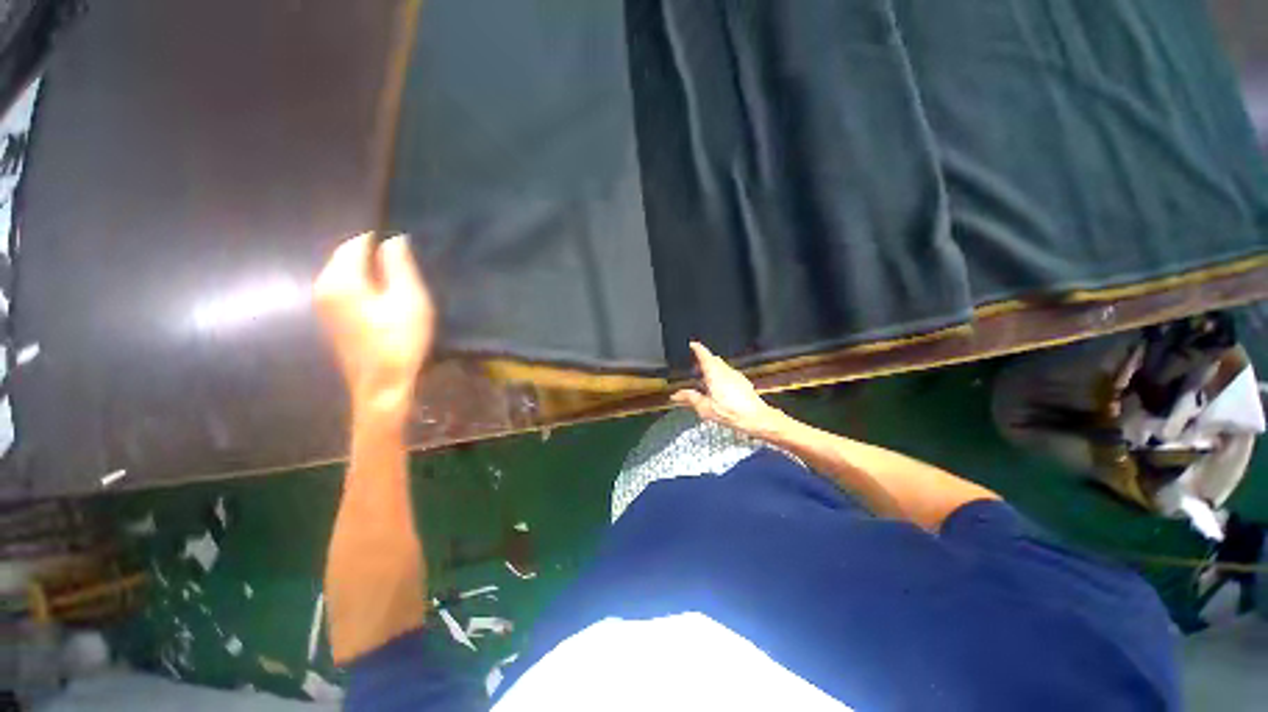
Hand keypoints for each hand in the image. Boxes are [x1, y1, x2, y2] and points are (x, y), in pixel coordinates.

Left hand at [314, 233, 434, 420]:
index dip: (383, 240)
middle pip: (348, 257)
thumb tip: (394, 238)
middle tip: (409, 268)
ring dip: (372, 273)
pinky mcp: (331, 320)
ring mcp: (323, 305)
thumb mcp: (409, 299)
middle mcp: (323, 286)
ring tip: (402, 284)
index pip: (357, 242)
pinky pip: (346, 290)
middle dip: (376, 256)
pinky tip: (387, 302)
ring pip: (348, 274)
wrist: (382, 386)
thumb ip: (399, 265)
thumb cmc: (400, 341)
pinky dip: (365, 287)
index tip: (409, 249)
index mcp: (340, 279)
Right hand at [671, 342, 785, 436]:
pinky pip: (729, 375)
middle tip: (695, 367)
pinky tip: (719, 390)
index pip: (704, 354)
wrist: (756, 419)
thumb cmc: (732, 413)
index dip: (697, 348)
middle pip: (713, 360)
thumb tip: (678, 395)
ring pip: (721, 367)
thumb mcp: (705, 408)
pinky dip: (721, 377)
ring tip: (705, 381)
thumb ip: (690, 399)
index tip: (692, 345)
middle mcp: (726, 371)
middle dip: (704, 361)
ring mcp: (736, 376)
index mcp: (714, 373)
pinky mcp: (743, 383)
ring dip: (712, 370)